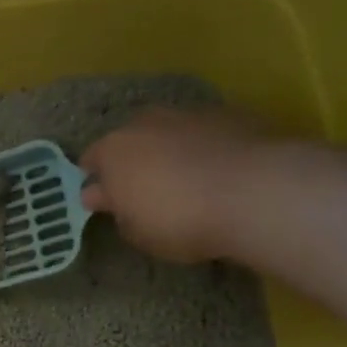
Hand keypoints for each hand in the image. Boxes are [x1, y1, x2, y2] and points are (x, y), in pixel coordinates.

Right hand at [79, 107, 274, 262]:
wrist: (256, 192)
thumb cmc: (180, 219)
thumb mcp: (137, 233)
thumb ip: (117, 210)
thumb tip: (105, 196)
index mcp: (113, 150)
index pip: (90, 160)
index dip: (97, 181)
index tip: (107, 200)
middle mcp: (145, 123)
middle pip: (130, 139)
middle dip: (134, 160)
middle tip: (147, 190)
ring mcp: (189, 113)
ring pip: (169, 132)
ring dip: (171, 150)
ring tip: (189, 180)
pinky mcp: (230, 114)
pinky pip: (206, 133)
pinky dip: (206, 147)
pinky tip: (221, 173)